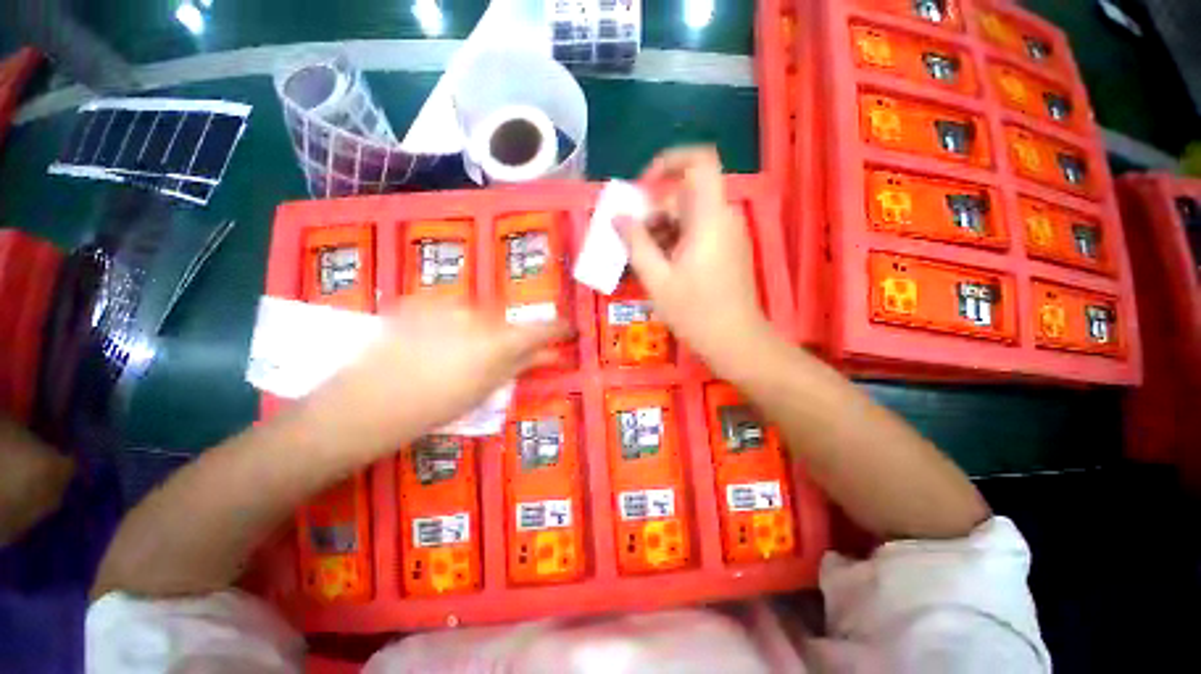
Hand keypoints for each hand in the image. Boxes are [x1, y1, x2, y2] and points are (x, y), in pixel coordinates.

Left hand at [305, 297, 568, 455]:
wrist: (364, 405)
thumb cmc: (433, 407)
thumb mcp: (486, 389)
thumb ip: (522, 366)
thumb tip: (551, 354)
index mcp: (498, 341)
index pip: (542, 328)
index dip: (559, 329)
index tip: (569, 331)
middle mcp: (479, 314)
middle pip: (508, 320)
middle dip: (510, 335)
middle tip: (498, 357)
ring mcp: (447, 305)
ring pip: (479, 313)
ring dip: (480, 329)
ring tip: (457, 354)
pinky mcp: (421, 302)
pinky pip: (451, 309)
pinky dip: (453, 322)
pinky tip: (434, 342)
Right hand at [621, 146, 772, 372]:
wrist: (736, 341)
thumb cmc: (695, 312)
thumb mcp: (657, 279)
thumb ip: (636, 243)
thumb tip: (618, 217)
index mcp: (710, 218)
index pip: (700, 161)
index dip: (669, 161)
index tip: (643, 187)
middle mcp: (723, 217)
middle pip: (686, 195)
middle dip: (654, 212)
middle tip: (632, 241)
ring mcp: (728, 234)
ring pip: (689, 216)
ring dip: (662, 230)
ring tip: (643, 260)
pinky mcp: (727, 249)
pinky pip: (698, 232)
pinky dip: (675, 241)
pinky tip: (661, 267)